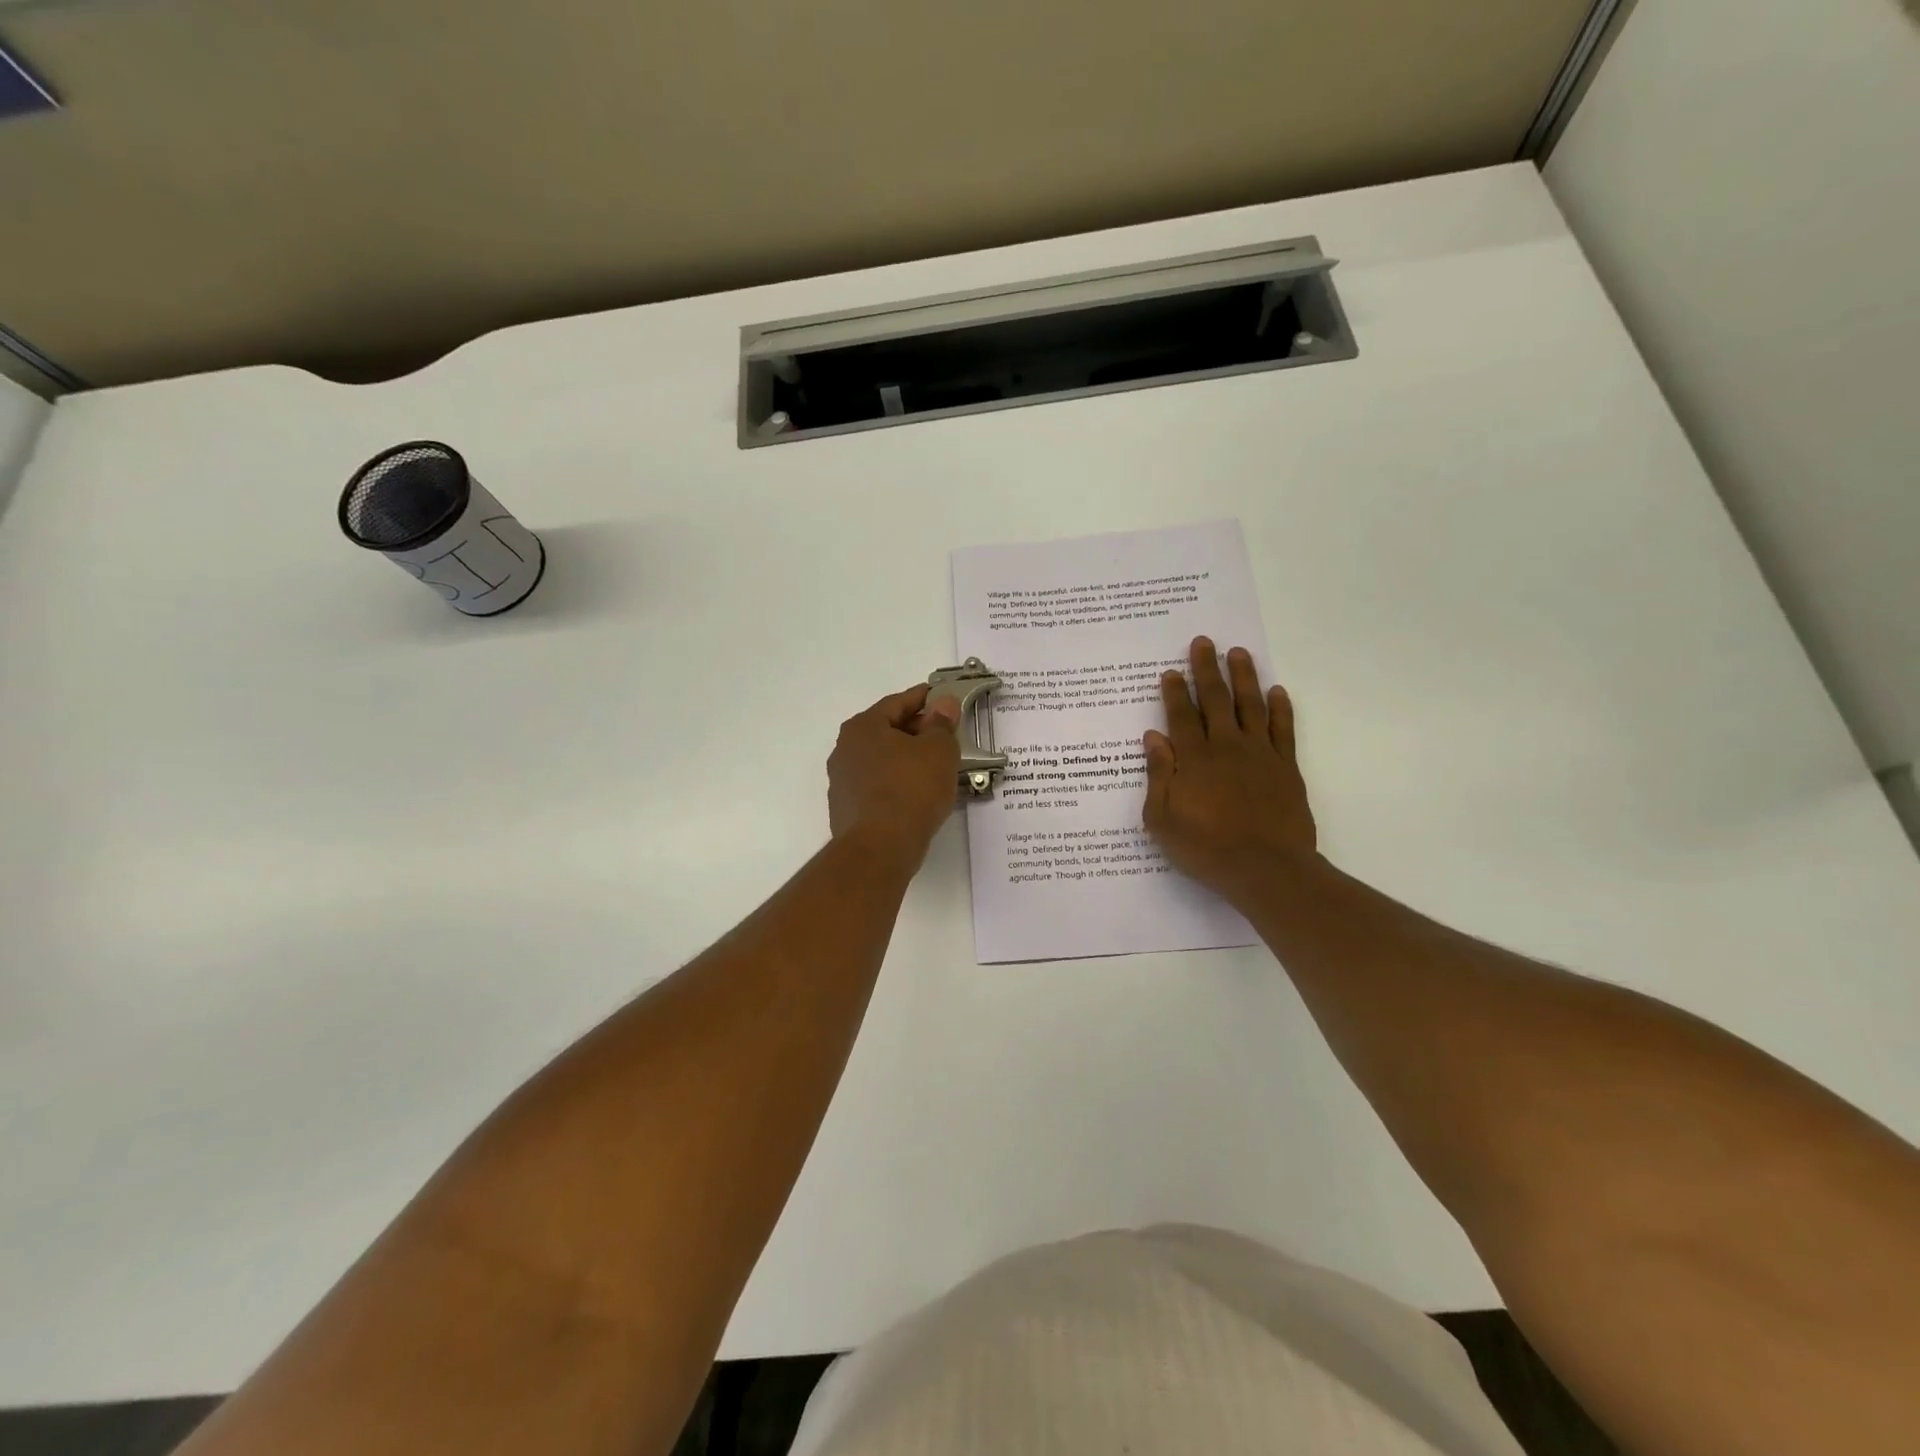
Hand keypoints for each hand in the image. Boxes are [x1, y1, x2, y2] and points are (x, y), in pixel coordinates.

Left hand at [828, 684, 960, 869]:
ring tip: (936, 767)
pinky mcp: (847, 810)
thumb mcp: (938, 750)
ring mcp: (842, 782)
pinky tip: (918, 794)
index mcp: (863, 727)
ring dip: (907, 759)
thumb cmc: (911, 789)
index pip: (897, 703)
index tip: (943, 698)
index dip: (924, 699)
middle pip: (887, 731)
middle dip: (917, 730)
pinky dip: (897, 783)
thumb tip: (944, 704)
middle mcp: (845, 749)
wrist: (880, 848)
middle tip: (946, 735)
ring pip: (882, 760)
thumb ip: (942, 724)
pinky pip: (878, 786)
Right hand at [1143, 637, 1317, 905]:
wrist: (1266, 869)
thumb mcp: (1162, 819)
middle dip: (1206, 670)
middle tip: (1203, 642)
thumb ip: (1158, 775)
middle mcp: (1226, 747)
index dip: (1174, 692)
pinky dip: (1280, 708)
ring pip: (1250, 705)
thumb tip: (1153, 737)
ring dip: (1243, 677)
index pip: (1180, 716)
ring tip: (1238, 653)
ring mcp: (1260, 754)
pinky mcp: (1286, 767)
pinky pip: (1283, 729)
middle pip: (1215, 700)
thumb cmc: (1206, 849)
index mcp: (1193, 759)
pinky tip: (1277, 691)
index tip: (1170, 671)